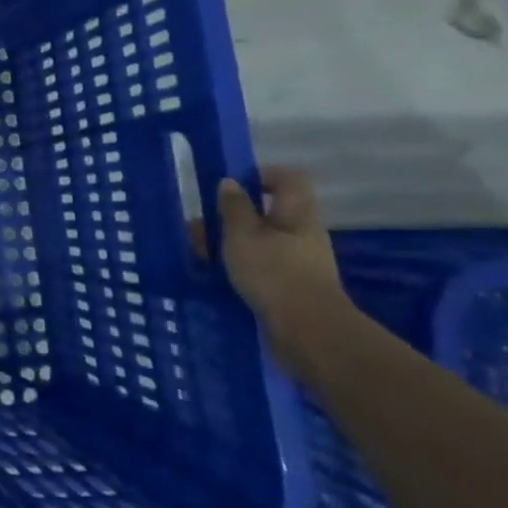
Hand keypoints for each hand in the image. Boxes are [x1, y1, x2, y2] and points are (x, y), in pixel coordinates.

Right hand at [215, 168, 352, 380]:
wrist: (308, 332)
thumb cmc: (273, 273)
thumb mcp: (242, 235)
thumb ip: (234, 208)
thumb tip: (230, 183)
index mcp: (296, 214)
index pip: (287, 179)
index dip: (260, 174)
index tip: (228, 185)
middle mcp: (302, 234)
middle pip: (268, 212)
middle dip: (232, 216)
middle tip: (200, 227)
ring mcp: (300, 262)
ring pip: (260, 241)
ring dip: (230, 243)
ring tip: (199, 255)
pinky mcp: (292, 286)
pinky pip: (261, 265)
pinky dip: (238, 265)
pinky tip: (216, 276)